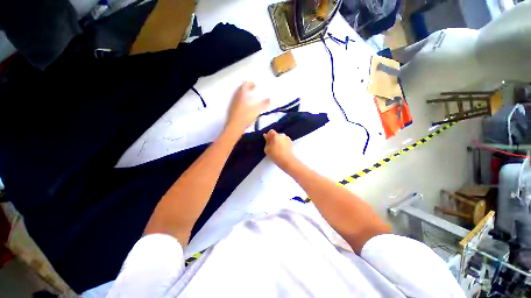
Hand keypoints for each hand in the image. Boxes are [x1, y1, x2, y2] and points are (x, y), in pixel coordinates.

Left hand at [226, 82, 269, 132]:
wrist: (235, 126)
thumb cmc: (246, 115)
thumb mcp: (258, 109)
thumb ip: (265, 103)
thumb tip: (269, 100)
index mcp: (242, 93)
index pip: (246, 83)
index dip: (251, 83)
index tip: (255, 85)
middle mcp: (236, 95)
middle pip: (241, 88)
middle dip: (248, 88)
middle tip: (253, 91)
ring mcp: (233, 102)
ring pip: (239, 95)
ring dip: (244, 95)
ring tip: (250, 99)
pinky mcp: (231, 108)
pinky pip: (237, 101)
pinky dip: (242, 101)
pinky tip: (246, 107)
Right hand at [264, 129, 296, 169]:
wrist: (287, 160)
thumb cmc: (275, 155)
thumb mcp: (266, 149)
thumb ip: (266, 142)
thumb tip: (267, 139)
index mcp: (275, 135)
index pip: (270, 131)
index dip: (268, 136)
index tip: (267, 140)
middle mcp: (282, 135)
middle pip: (276, 134)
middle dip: (273, 138)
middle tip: (271, 146)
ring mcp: (287, 138)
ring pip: (281, 138)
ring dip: (278, 141)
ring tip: (277, 149)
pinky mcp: (291, 142)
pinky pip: (285, 141)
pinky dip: (283, 144)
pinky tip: (281, 150)